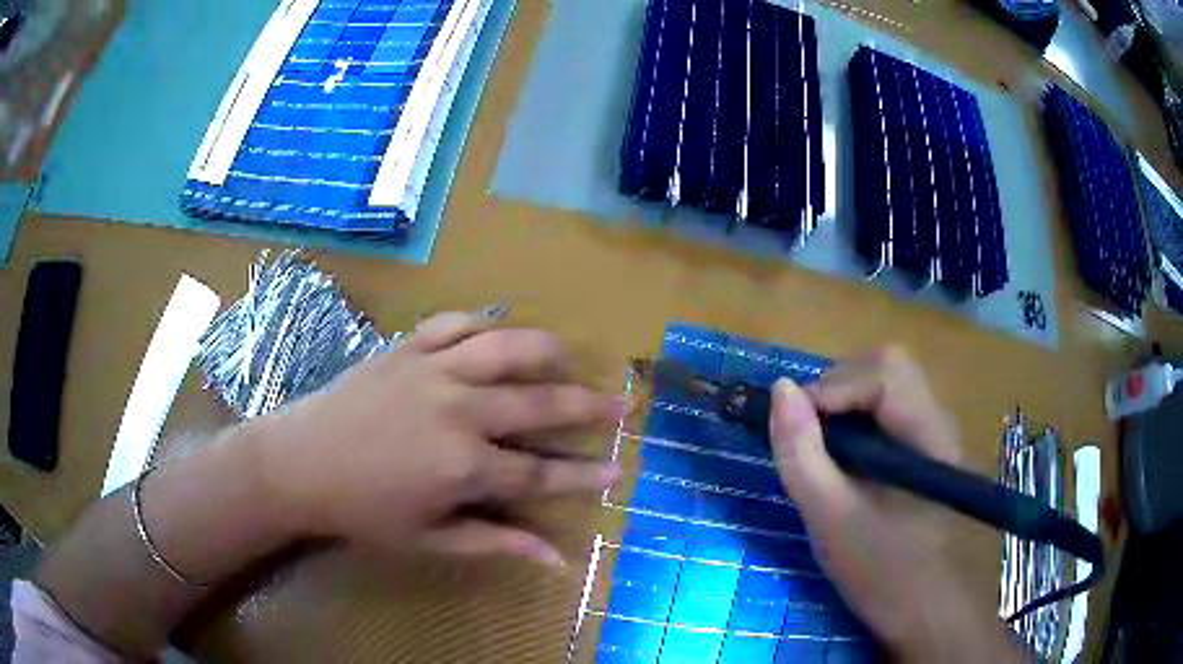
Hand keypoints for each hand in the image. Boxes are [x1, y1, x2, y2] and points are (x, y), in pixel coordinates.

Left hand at [253, 312, 621, 567]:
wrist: (300, 463)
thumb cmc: (364, 511)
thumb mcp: (429, 540)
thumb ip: (495, 544)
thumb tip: (556, 559)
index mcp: (463, 468)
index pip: (540, 473)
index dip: (582, 474)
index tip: (616, 470)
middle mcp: (458, 412)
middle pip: (538, 403)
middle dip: (586, 406)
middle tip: (618, 405)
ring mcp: (433, 371)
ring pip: (506, 348)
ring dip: (545, 351)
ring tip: (568, 358)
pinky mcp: (408, 347)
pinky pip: (457, 322)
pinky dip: (485, 323)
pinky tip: (500, 332)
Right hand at [770, 347, 1020, 661]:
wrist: (922, 610)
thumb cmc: (880, 571)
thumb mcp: (831, 519)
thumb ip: (803, 454)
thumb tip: (780, 390)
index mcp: (928, 435)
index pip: (884, 374)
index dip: (833, 387)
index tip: (793, 424)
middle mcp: (938, 420)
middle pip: (888, 367)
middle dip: (838, 387)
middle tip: (806, 431)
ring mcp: (934, 432)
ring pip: (887, 384)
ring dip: (845, 400)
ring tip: (819, 444)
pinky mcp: (924, 448)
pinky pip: (888, 410)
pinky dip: (855, 418)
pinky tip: (842, 457)